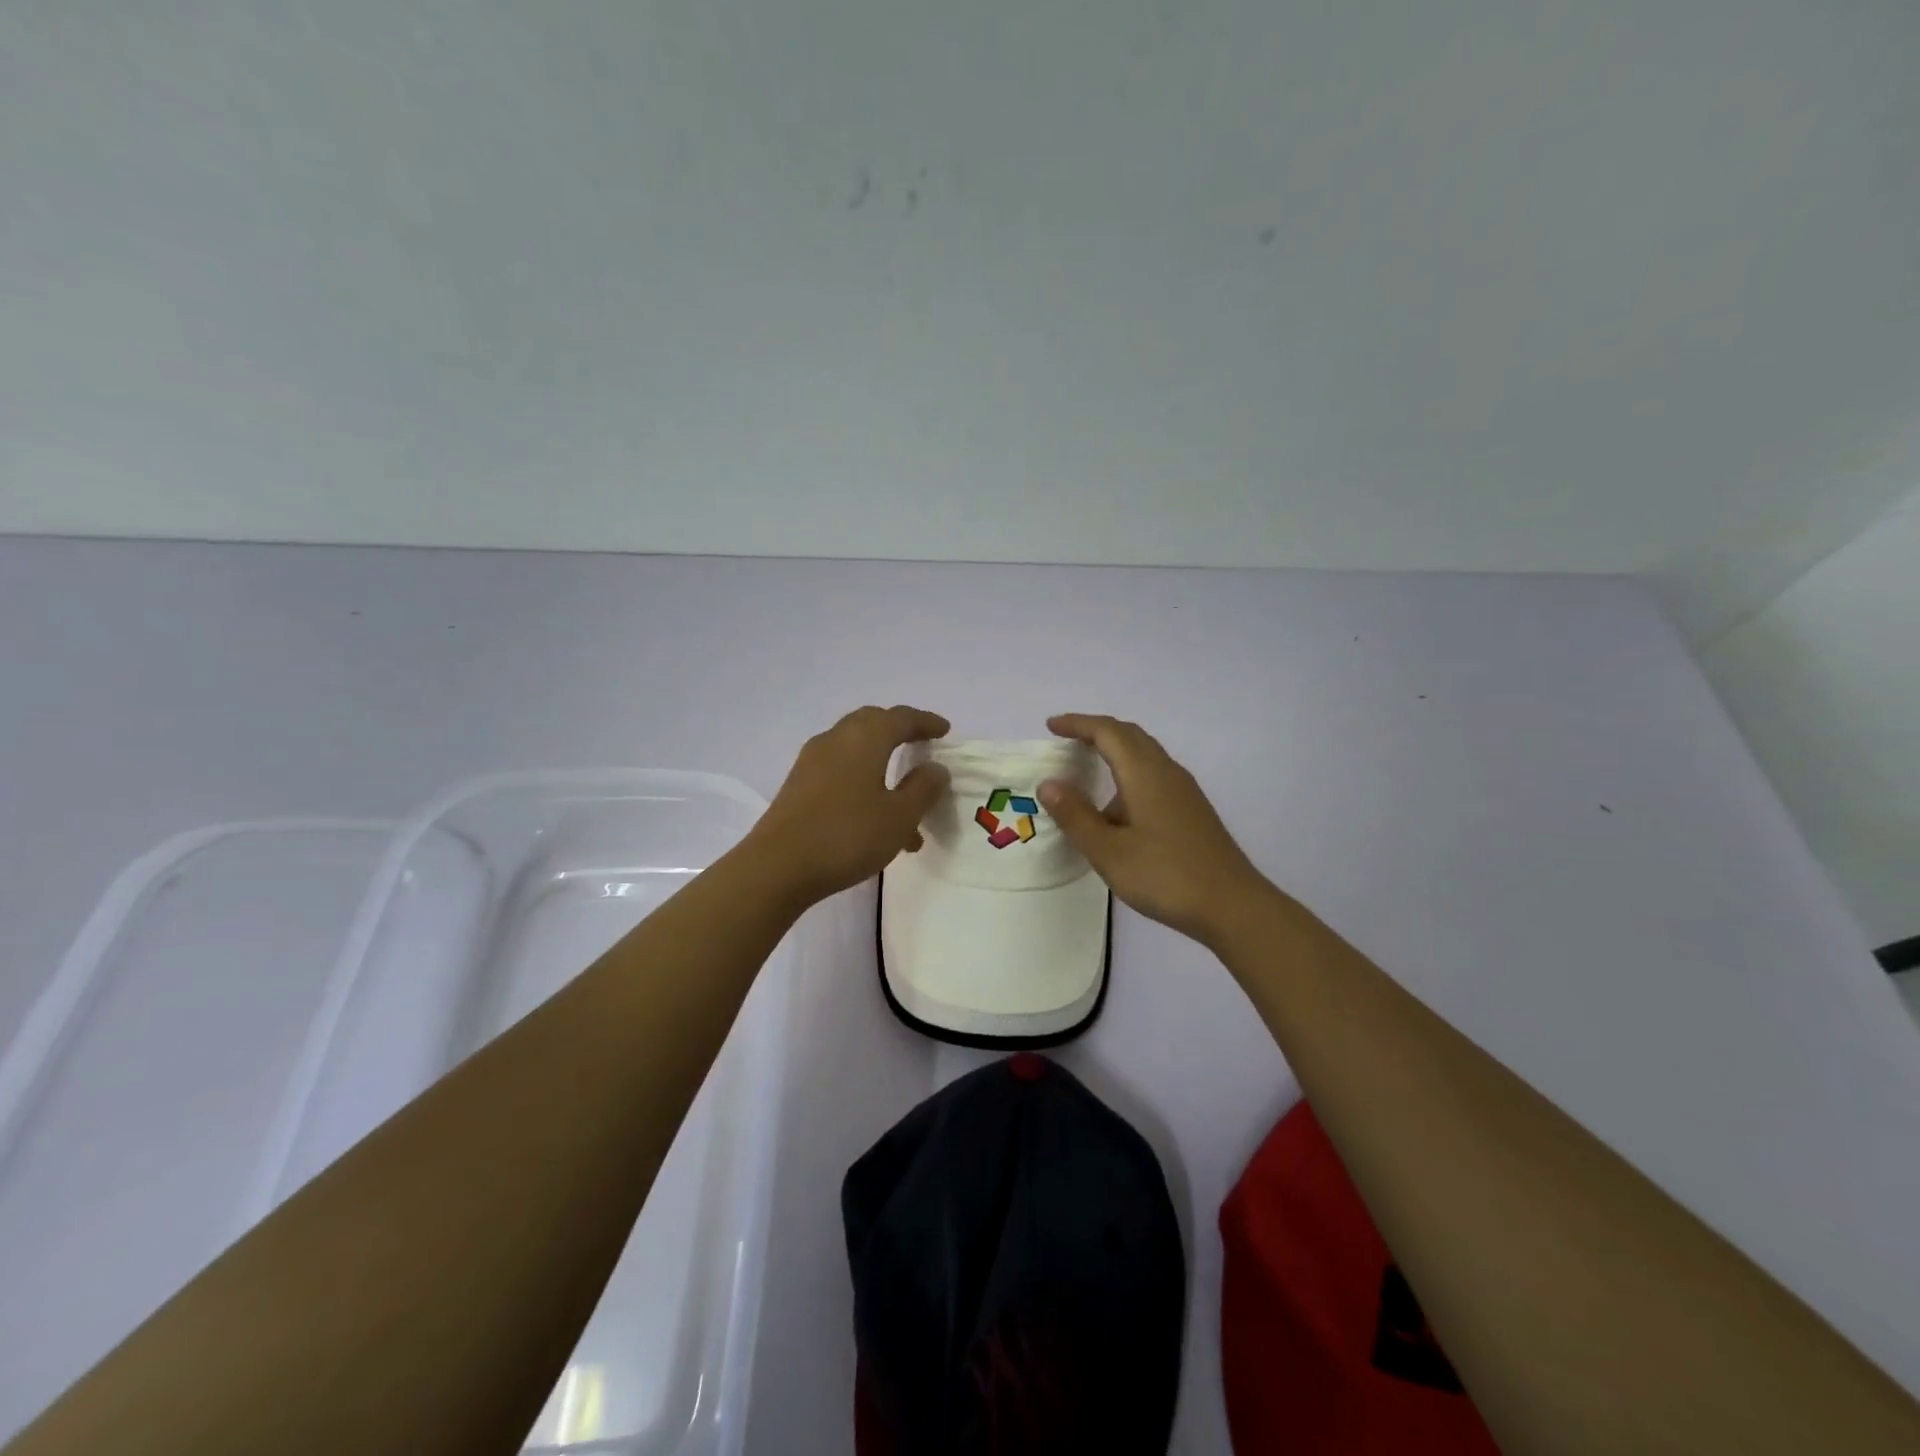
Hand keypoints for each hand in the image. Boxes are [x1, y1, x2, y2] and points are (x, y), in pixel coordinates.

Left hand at [747, 705, 950, 904]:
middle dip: (899, 732)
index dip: (925, 722)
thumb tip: (935, 768)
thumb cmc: (847, 835)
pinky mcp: (798, 786)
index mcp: (864, 738)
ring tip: (907, 805)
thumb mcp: (899, 816)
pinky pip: (840, 772)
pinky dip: (863, 783)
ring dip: (883, 765)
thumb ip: (923, 788)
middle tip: (921, 745)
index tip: (945, 730)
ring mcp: (812, 762)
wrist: (777, 867)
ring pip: (856, 751)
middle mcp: (836, 740)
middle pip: (872, 724)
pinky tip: (876, 822)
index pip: (900, 718)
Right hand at [1039, 713, 1272, 945]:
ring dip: (1115, 753)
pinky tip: (1119, 810)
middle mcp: (1166, 772)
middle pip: (1129, 735)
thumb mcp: (1108, 851)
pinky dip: (1129, 774)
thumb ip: (1076, 816)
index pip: (1107, 732)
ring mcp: (1184, 791)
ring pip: (1145, 755)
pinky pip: (1154, 775)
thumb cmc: (1165, 876)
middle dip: (1096, 731)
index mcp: (1144, 774)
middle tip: (1067, 740)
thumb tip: (1048, 783)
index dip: (1077, 724)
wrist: (1232, 905)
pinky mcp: (1192, 810)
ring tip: (1088, 774)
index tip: (1051, 726)